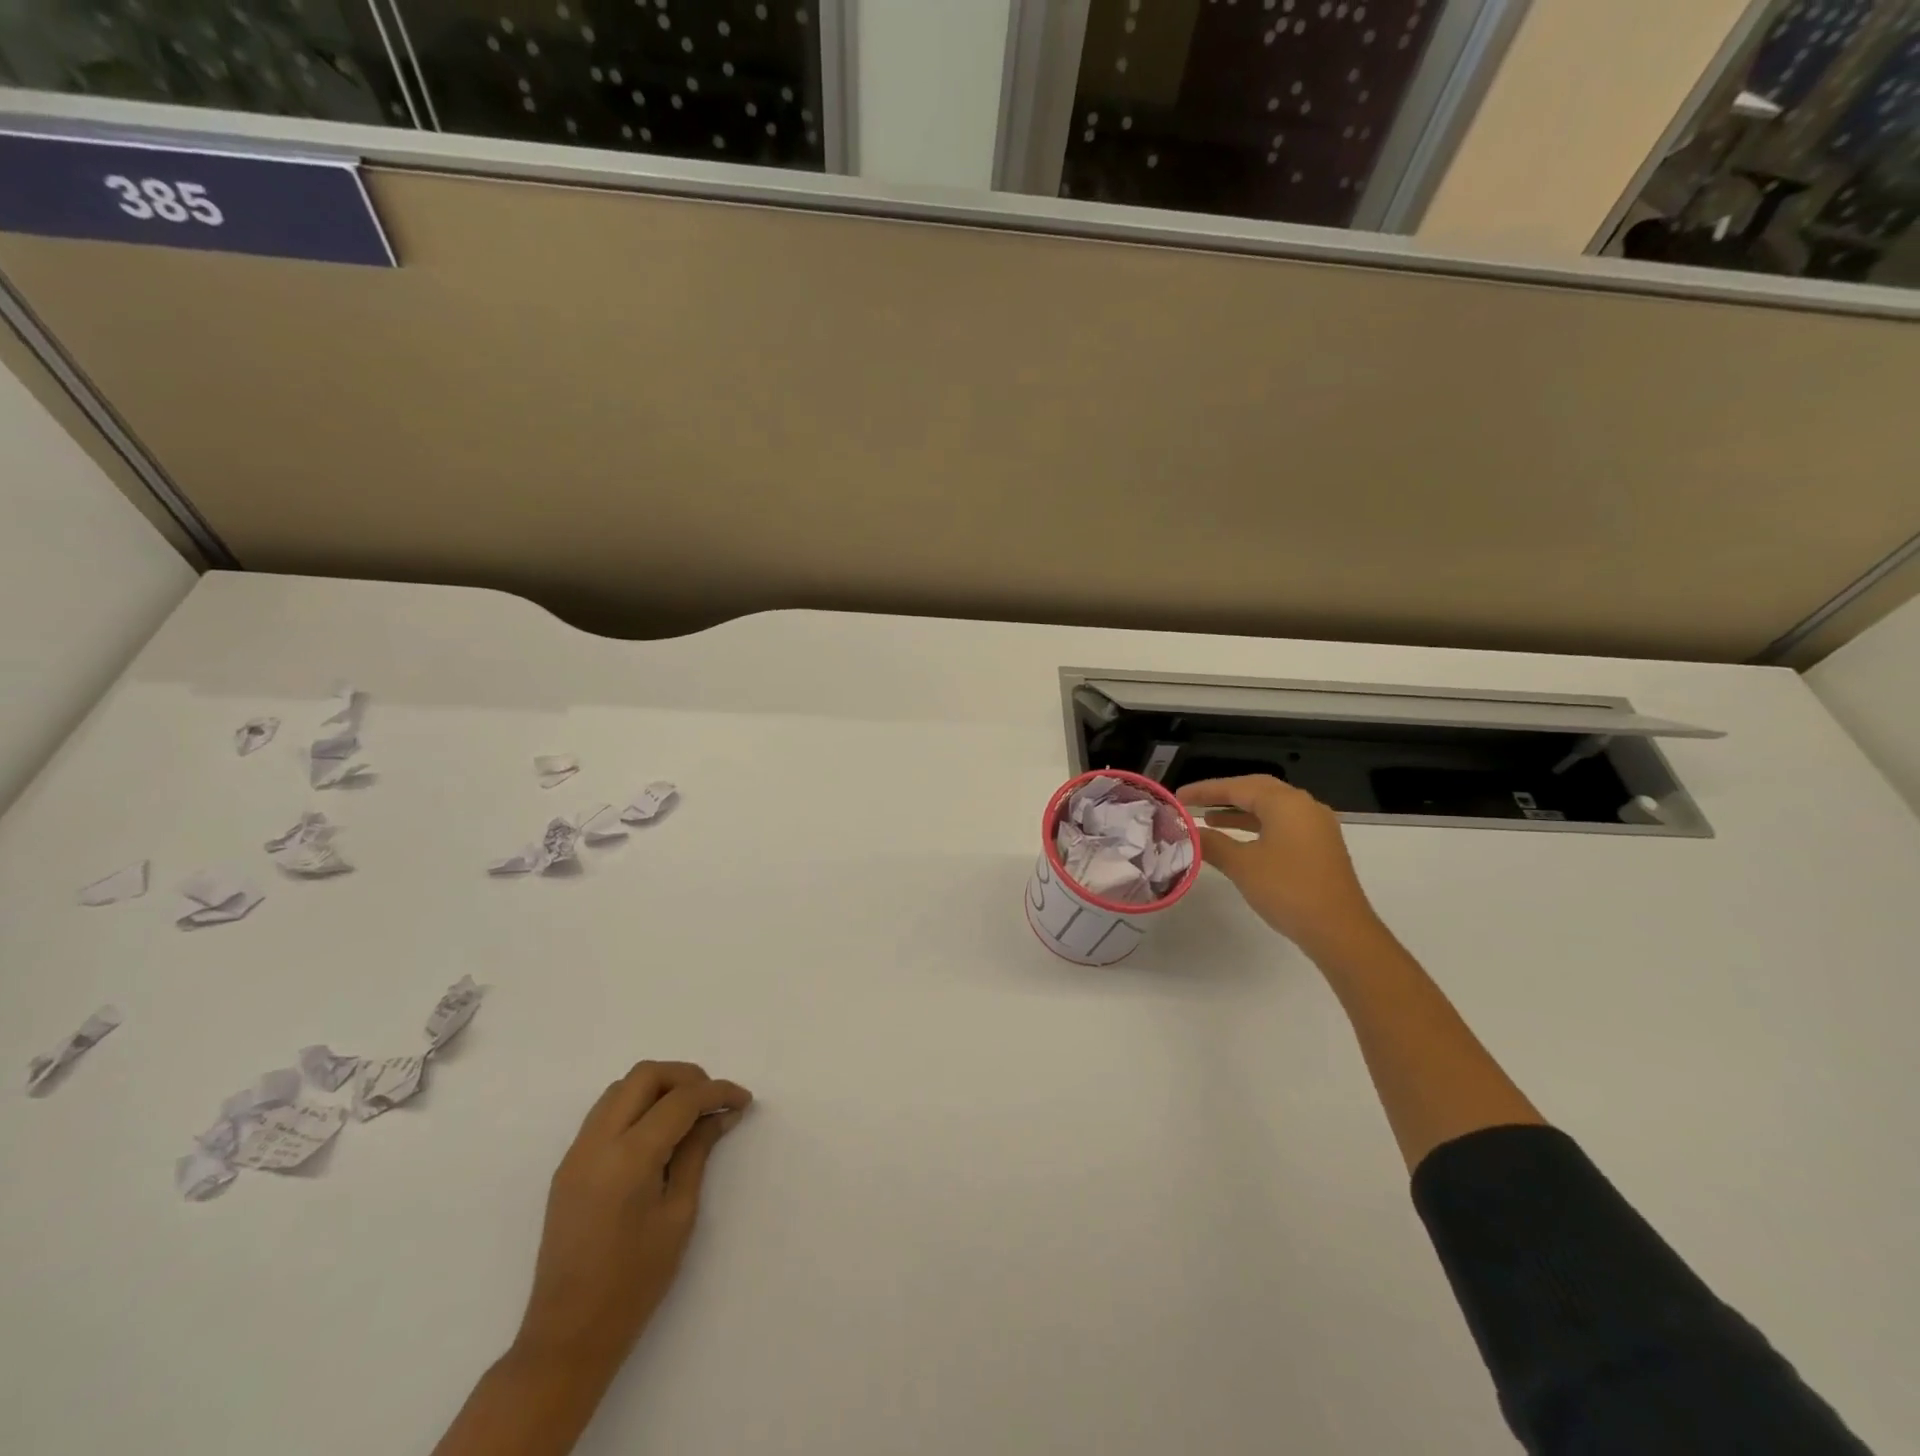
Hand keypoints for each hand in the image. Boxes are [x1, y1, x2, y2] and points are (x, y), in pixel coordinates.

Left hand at [515, 1061, 752, 1372]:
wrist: (566, 1337)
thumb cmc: (633, 1283)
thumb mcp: (678, 1215)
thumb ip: (697, 1154)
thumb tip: (721, 1114)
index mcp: (628, 1157)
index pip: (680, 1100)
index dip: (717, 1092)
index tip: (743, 1101)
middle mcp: (597, 1142)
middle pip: (645, 1076)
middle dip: (686, 1077)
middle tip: (713, 1100)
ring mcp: (577, 1152)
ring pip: (622, 1087)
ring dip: (659, 1087)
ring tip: (689, 1113)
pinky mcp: (568, 1165)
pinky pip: (606, 1111)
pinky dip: (637, 1105)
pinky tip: (658, 1131)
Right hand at [1178, 776, 1384, 958]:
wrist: (1340, 931)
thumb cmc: (1288, 890)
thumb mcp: (1242, 865)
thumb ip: (1213, 844)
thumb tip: (1190, 833)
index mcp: (1286, 803)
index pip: (1237, 787)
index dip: (1204, 791)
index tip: (1178, 796)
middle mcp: (1304, 806)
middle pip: (1257, 790)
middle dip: (1223, 795)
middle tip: (1194, 802)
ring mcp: (1316, 826)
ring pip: (1271, 808)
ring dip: (1240, 812)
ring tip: (1209, 820)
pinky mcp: (1320, 846)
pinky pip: (1282, 825)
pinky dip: (1257, 826)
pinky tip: (1240, 840)